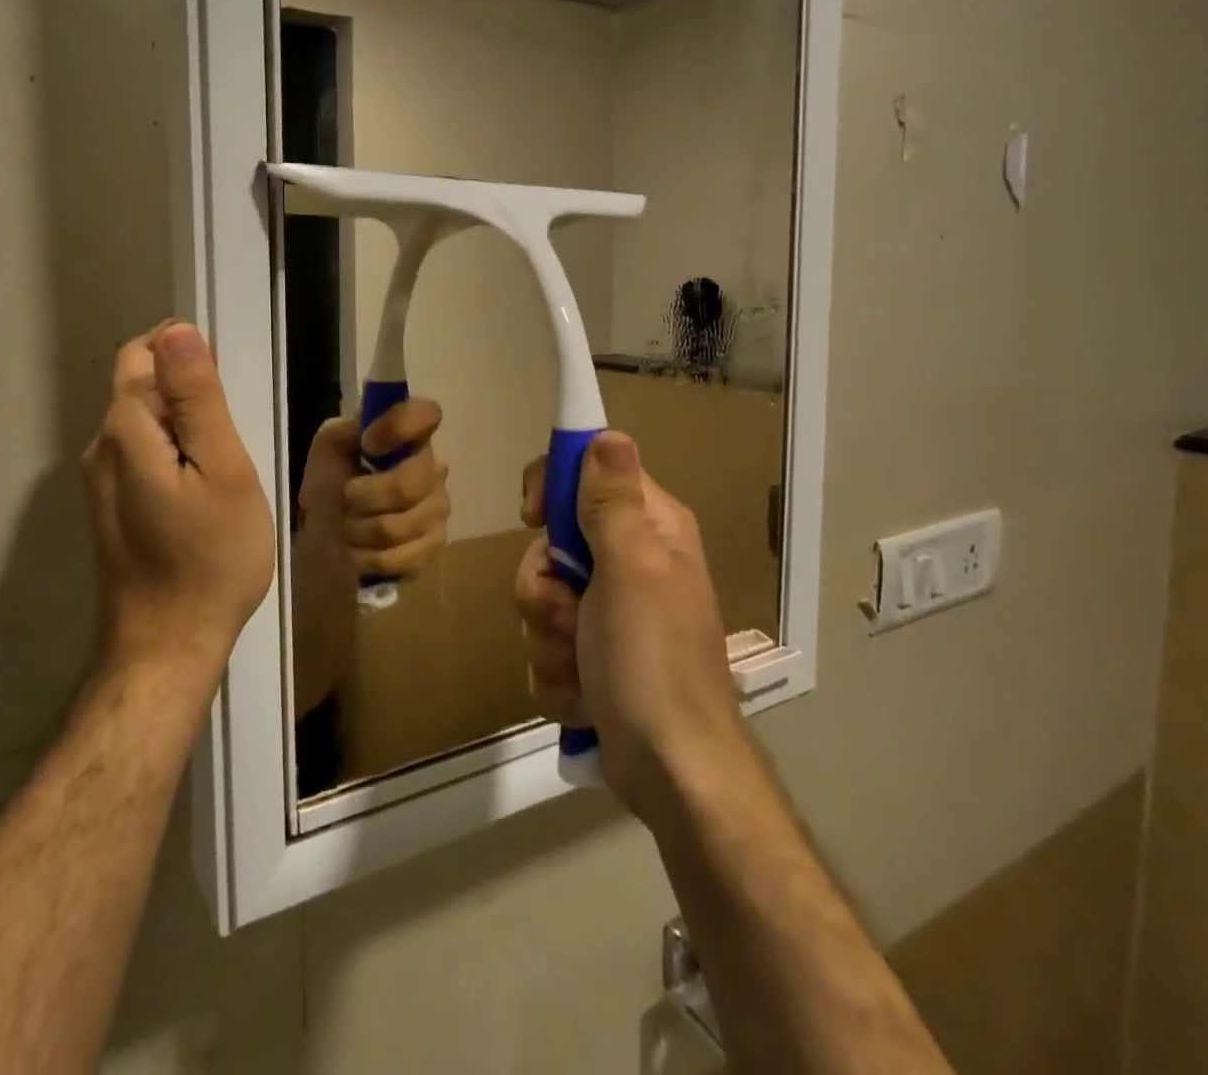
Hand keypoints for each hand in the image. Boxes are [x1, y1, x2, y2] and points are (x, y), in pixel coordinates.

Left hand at [82, 321, 274, 679]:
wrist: (169, 645)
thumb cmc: (211, 557)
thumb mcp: (222, 469)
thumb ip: (198, 398)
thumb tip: (177, 330)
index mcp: (125, 431)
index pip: (143, 354)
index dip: (186, 351)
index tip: (229, 383)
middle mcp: (100, 448)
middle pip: (140, 386)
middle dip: (187, 390)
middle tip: (236, 430)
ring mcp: (100, 482)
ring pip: (143, 422)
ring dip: (183, 423)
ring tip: (226, 462)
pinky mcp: (110, 508)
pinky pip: (142, 454)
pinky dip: (173, 452)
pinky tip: (204, 488)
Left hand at [298, 397, 449, 583]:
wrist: (326, 535)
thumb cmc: (331, 482)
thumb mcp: (328, 447)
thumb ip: (346, 429)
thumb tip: (367, 430)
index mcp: (411, 436)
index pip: (427, 413)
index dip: (398, 427)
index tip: (367, 444)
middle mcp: (434, 468)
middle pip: (408, 485)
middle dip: (363, 497)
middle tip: (345, 499)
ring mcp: (438, 509)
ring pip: (397, 526)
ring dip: (358, 530)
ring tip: (347, 527)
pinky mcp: (434, 548)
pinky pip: (400, 557)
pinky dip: (367, 557)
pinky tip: (360, 550)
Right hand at [516, 432, 746, 821]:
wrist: (673, 773)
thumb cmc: (653, 662)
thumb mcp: (631, 571)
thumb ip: (613, 502)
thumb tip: (609, 434)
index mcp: (650, 529)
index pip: (589, 473)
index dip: (555, 487)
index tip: (534, 516)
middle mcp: (630, 563)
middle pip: (550, 544)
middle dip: (546, 587)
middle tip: (571, 616)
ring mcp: (610, 614)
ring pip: (541, 599)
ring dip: (550, 639)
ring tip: (584, 668)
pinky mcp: (593, 658)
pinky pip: (546, 646)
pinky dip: (558, 675)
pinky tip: (586, 697)